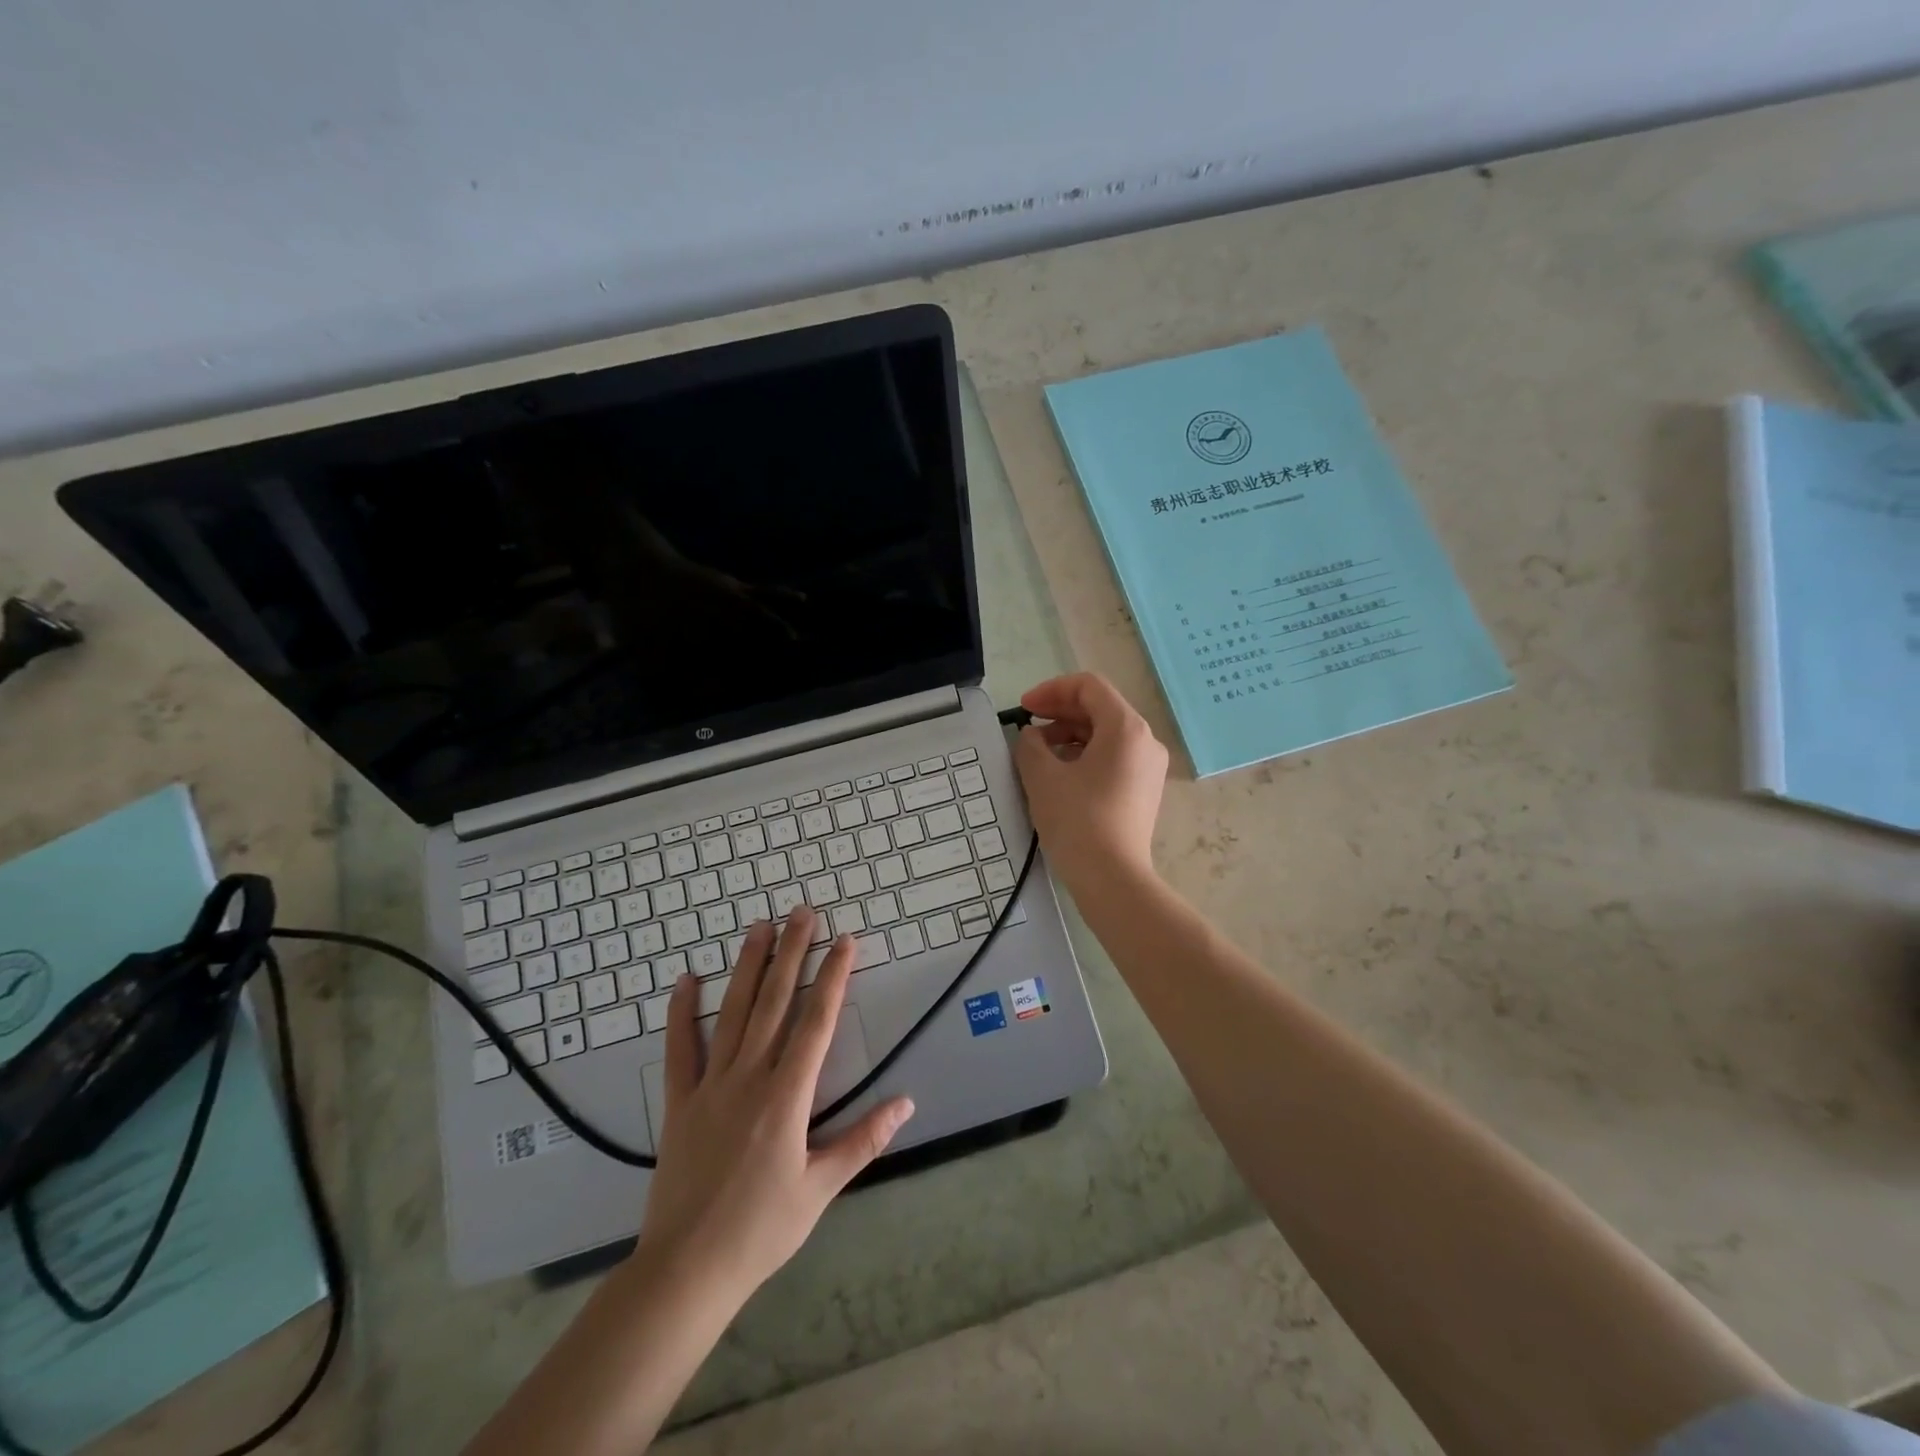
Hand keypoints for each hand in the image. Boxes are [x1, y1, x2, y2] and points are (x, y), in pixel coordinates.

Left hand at [634, 909, 914, 1306]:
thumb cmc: (761, 1230)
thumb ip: (864, 1140)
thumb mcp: (821, 1188)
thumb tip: (906, 1101)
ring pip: (733, 1012)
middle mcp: (749, 1077)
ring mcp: (710, 1085)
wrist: (686, 1271)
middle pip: (775, 1002)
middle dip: (792, 953)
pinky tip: (687, 980)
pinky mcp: (680, 1102)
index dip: (833, 978)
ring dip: (748, 966)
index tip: (845, 941)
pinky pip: (680, 1049)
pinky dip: (682, 1012)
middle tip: (802, 912)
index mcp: (787, 1096)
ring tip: (760, 927)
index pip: (817, 1022)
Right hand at [1013, 672, 1169, 886]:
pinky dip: (1085, 754)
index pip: (1089, 687)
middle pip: (1100, 708)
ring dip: (1069, 734)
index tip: (1023, 709)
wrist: (1113, 879)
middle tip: (1026, 726)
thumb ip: (1030, 744)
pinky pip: (1113, 757)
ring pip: (1106, 734)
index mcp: (1126, 728)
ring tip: (1039, 753)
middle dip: (1059, 712)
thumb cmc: (1078, 821)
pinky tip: (1059, 774)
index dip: (1051, 690)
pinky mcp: (1144, 790)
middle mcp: (1145, 740)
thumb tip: (1032, 737)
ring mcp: (1148, 767)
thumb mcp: (1042, 777)